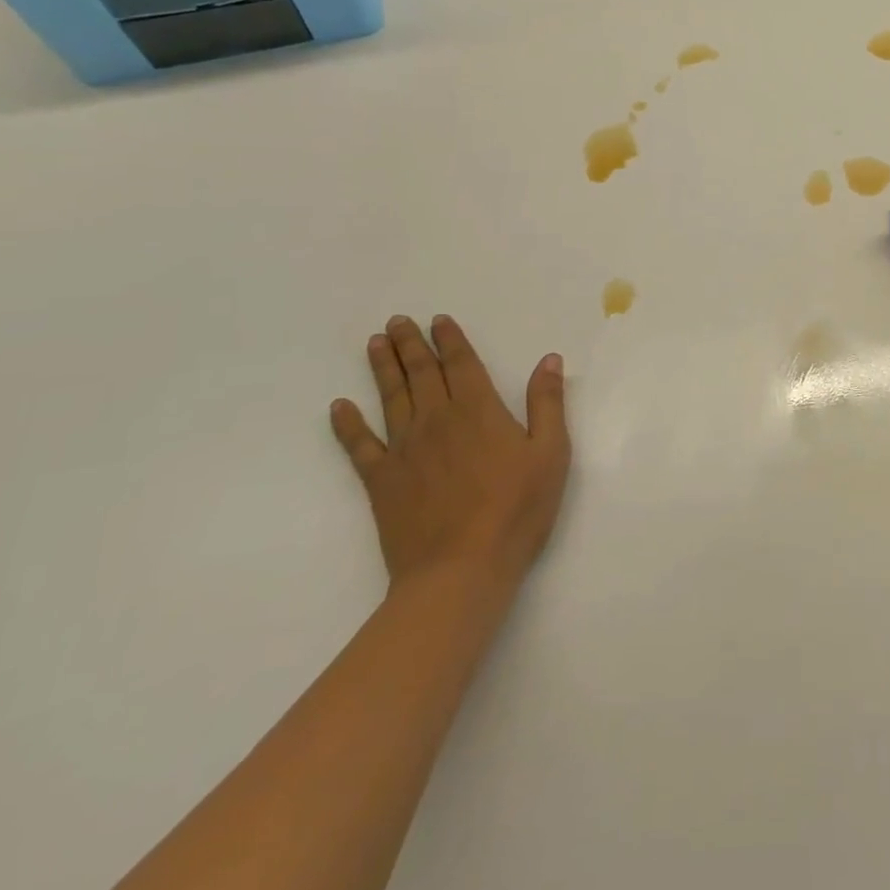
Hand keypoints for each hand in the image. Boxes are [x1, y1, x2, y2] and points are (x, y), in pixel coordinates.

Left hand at [330, 315, 570, 597]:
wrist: (460, 570)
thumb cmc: (517, 510)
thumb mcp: (551, 453)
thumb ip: (547, 403)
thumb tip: (549, 359)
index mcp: (479, 410)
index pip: (460, 364)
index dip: (450, 340)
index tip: (438, 319)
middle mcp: (437, 420)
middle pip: (421, 374)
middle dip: (411, 345)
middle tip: (397, 321)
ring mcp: (404, 450)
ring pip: (390, 398)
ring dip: (382, 368)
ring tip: (374, 343)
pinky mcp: (381, 482)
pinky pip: (359, 446)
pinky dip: (347, 425)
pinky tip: (338, 407)